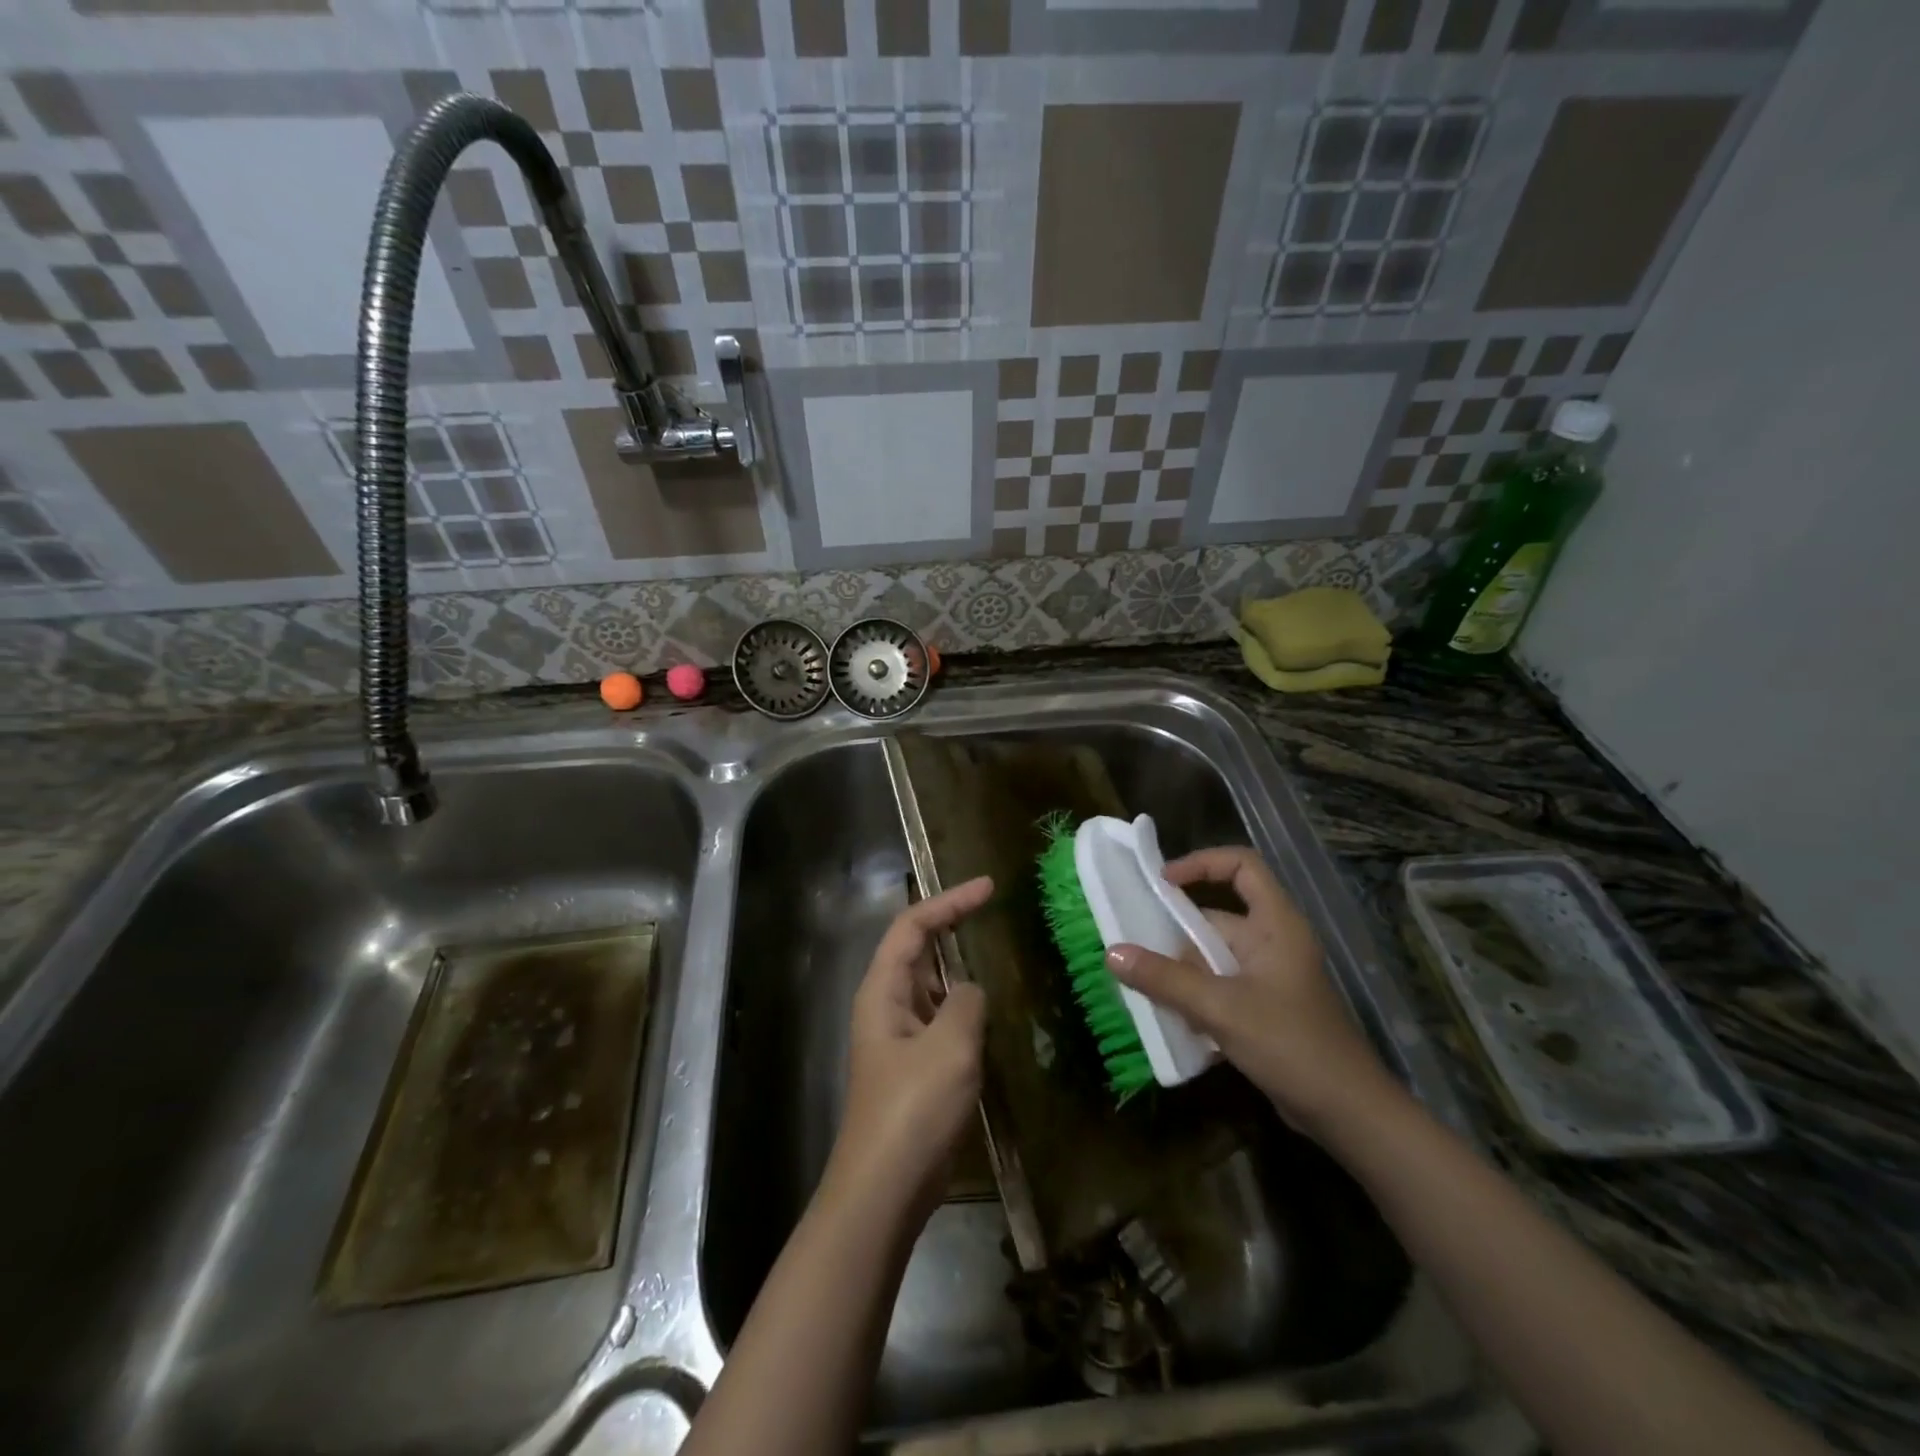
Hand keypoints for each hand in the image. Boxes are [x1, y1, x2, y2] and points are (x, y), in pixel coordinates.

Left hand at [826, 876, 993, 1220]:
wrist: (885, 1188)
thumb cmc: (913, 1109)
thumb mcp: (950, 1045)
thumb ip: (967, 1002)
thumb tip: (971, 992)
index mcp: (883, 990)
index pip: (913, 926)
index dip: (949, 901)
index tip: (988, 887)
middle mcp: (886, 1005)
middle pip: (918, 950)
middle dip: (952, 925)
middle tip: (994, 910)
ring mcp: (899, 1038)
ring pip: (932, 986)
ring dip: (961, 967)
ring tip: (999, 954)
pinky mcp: (915, 1068)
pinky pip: (942, 1020)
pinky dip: (965, 1007)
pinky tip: (994, 1014)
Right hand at [1106, 847, 1392, 1137]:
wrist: (1348, 1114)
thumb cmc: (1291, 1045)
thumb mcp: (1221, 1008)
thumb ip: (1165, 979)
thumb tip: (1112, 952)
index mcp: (1275, 924)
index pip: (1242, 865)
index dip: (1202, 863)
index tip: (1163, 883)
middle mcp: (1273, 942)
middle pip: (1216, 919)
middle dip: (1175, 935)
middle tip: (1134, 948)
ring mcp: (1270, 977)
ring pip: (1213, 958)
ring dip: (1181, 972)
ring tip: (1142, 985)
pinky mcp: (1264, 1009)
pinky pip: (1219, 988)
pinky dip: (1194, 997)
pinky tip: (1170, 1019)